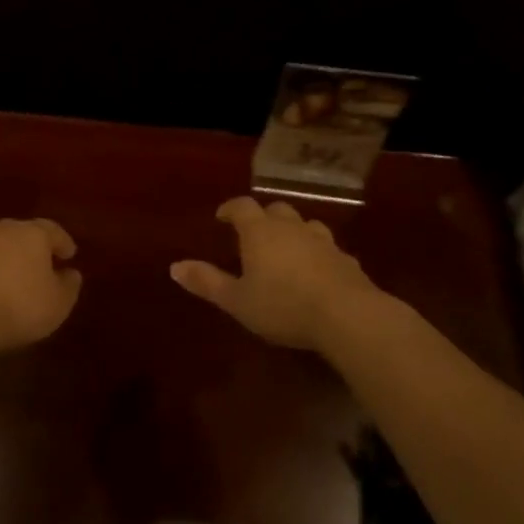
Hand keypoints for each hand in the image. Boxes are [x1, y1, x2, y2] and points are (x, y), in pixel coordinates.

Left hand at [0, 218, 82, 352]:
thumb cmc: (18, 305)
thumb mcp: (57, 303)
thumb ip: (68, 286)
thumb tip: (71, 274)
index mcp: (32, 233)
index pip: (53, 230)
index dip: (63, 243)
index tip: (70, 254)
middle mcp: (2, 230)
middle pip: (23, 234)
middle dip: (33, 248)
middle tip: (42, 265)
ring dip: (7, 260)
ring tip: (14, 280)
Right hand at [170, 196, 387, 350]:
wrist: (348, 316)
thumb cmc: (283, 305)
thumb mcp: (237, 300)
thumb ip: (207, 282)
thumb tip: (174, 266)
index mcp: (260, 232)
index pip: (242, 207)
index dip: (230, 208)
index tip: (222, 217)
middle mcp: (291, 228)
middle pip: (276, 210)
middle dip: (263, 218)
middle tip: (254, 234)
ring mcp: (323, 242)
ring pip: (306, 225)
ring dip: (294, 232)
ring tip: (287, 250)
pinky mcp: (346, 260)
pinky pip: (328, 249)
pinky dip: (318, 254)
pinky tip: (318, 272)